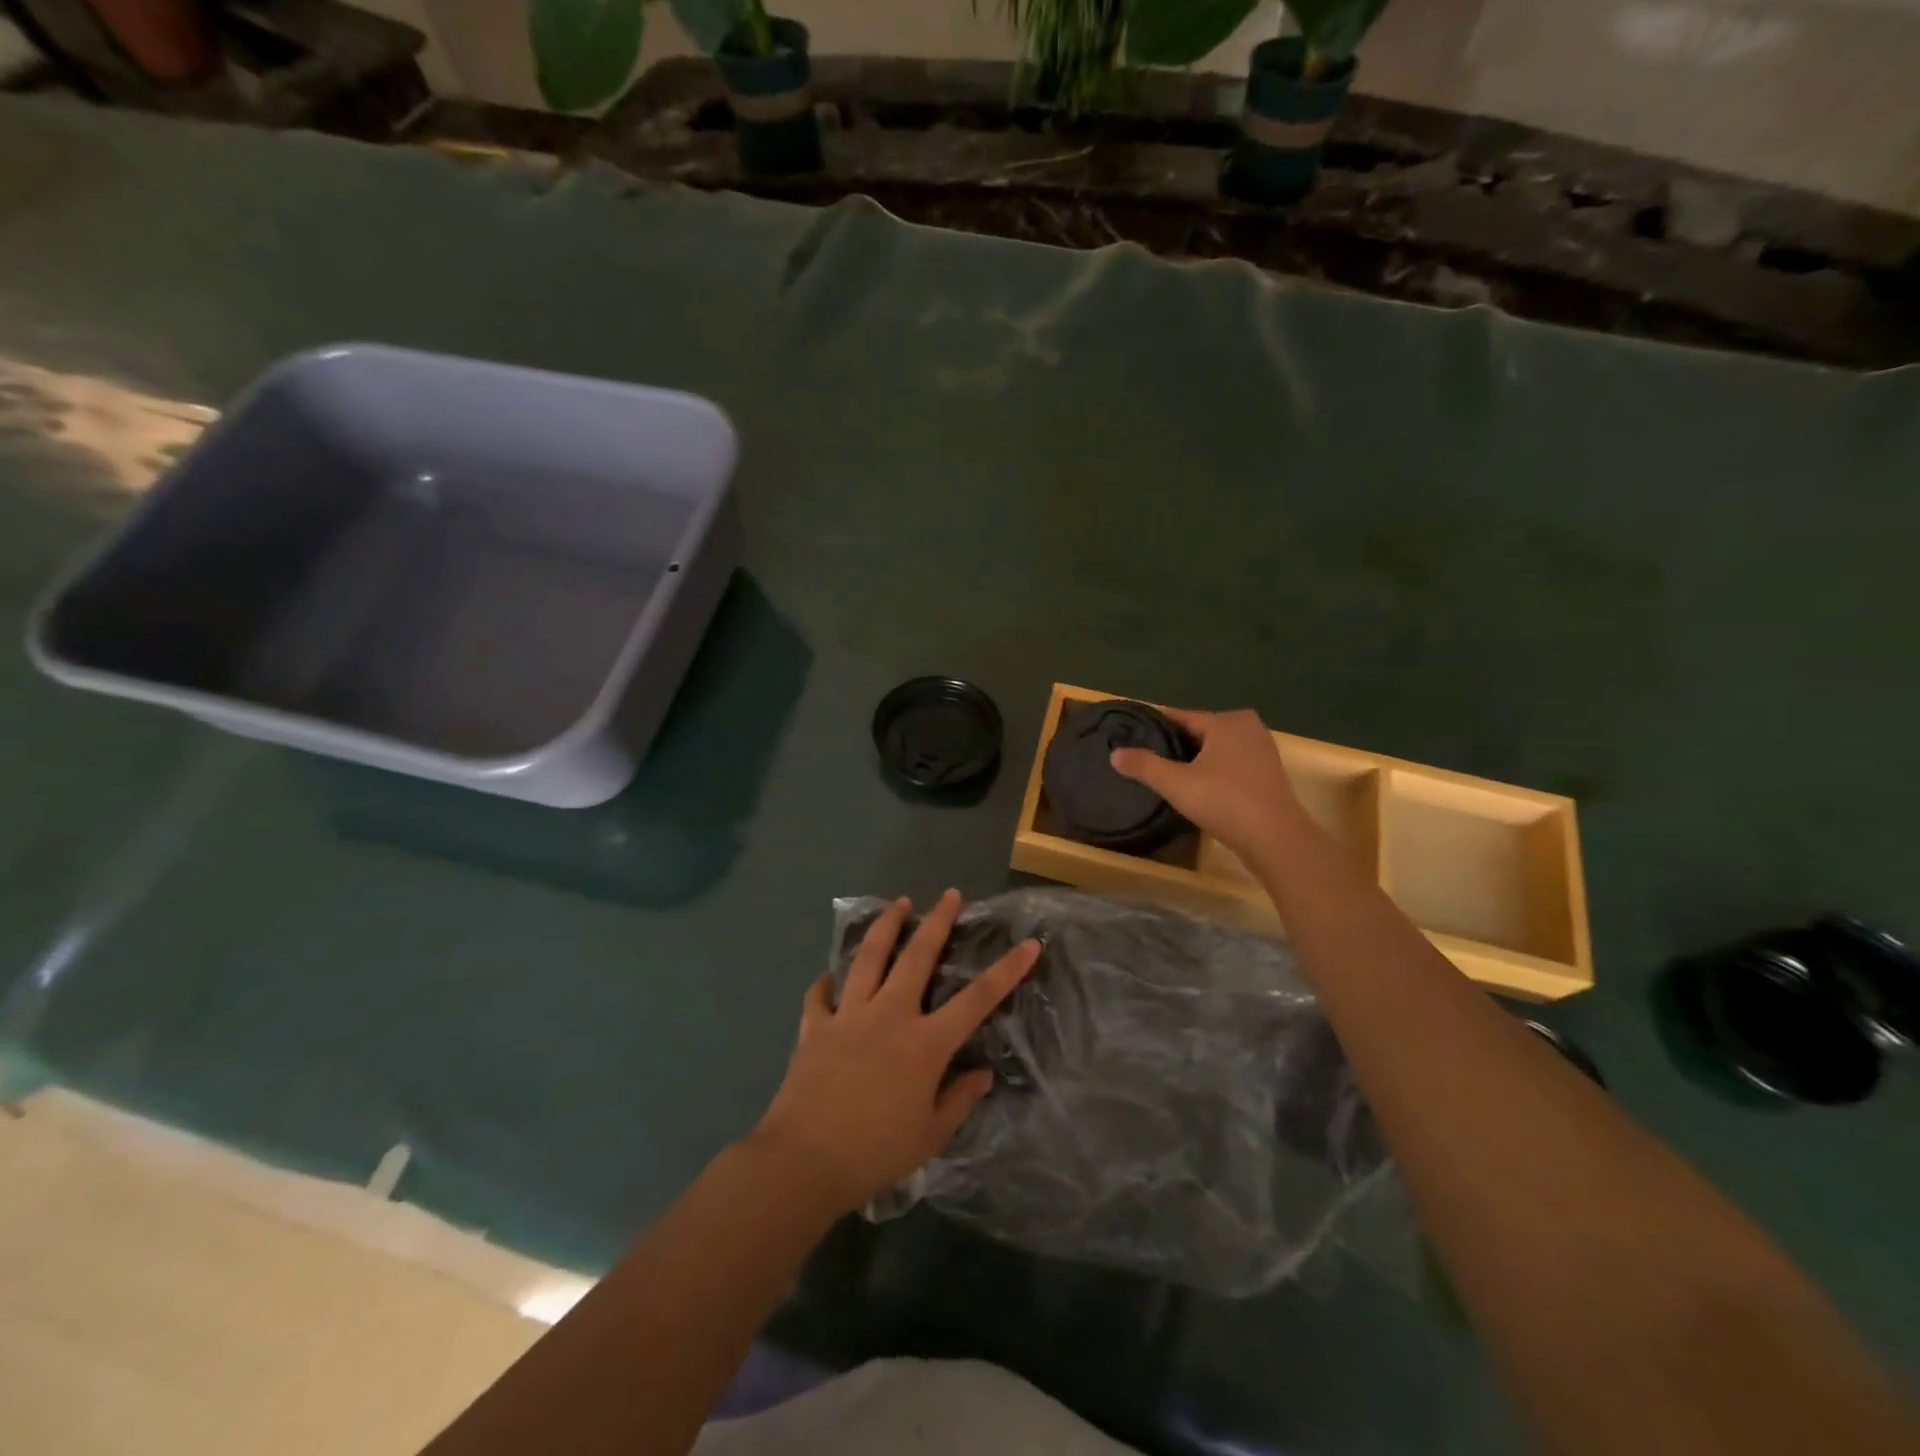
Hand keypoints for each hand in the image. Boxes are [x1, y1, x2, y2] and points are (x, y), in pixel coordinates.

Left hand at [748, 890, 1040, 1215]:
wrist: (805, 1161)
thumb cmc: (876, 1152)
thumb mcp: (930, 1135)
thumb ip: (959, 1100)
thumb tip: (982, 1073)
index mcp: (925, 1043)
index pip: (977, 999)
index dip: (1007, 971)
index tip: (1028, 944)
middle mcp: (890, 1015)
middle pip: (918, 957)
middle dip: (937, 922)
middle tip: (949, 895)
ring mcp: (850, 1015)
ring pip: (870, 958)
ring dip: (886, 927)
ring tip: (898, 903)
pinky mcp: (816, 1026)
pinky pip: (820, 996)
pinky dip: (825, 983)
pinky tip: (828, 977)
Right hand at [1109, 707, 1307, 865]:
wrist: (1276, 839)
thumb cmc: (1224, 802)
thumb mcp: (1176, 784)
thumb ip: (1144, 766)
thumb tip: (1114, 753)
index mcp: (1226, 722)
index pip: (1182, 716)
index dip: (1157, 725)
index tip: (1134, 734)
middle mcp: (1248, 728)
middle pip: (1202, 731)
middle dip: (1177, 742)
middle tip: (1149, 757)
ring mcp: (1263, 751)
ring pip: (1218, 748)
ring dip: (1197, 758)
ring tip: (1169, 773)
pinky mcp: (1269, 774)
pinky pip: (1232, 763)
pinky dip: (1215, 770)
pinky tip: (1199, 787)